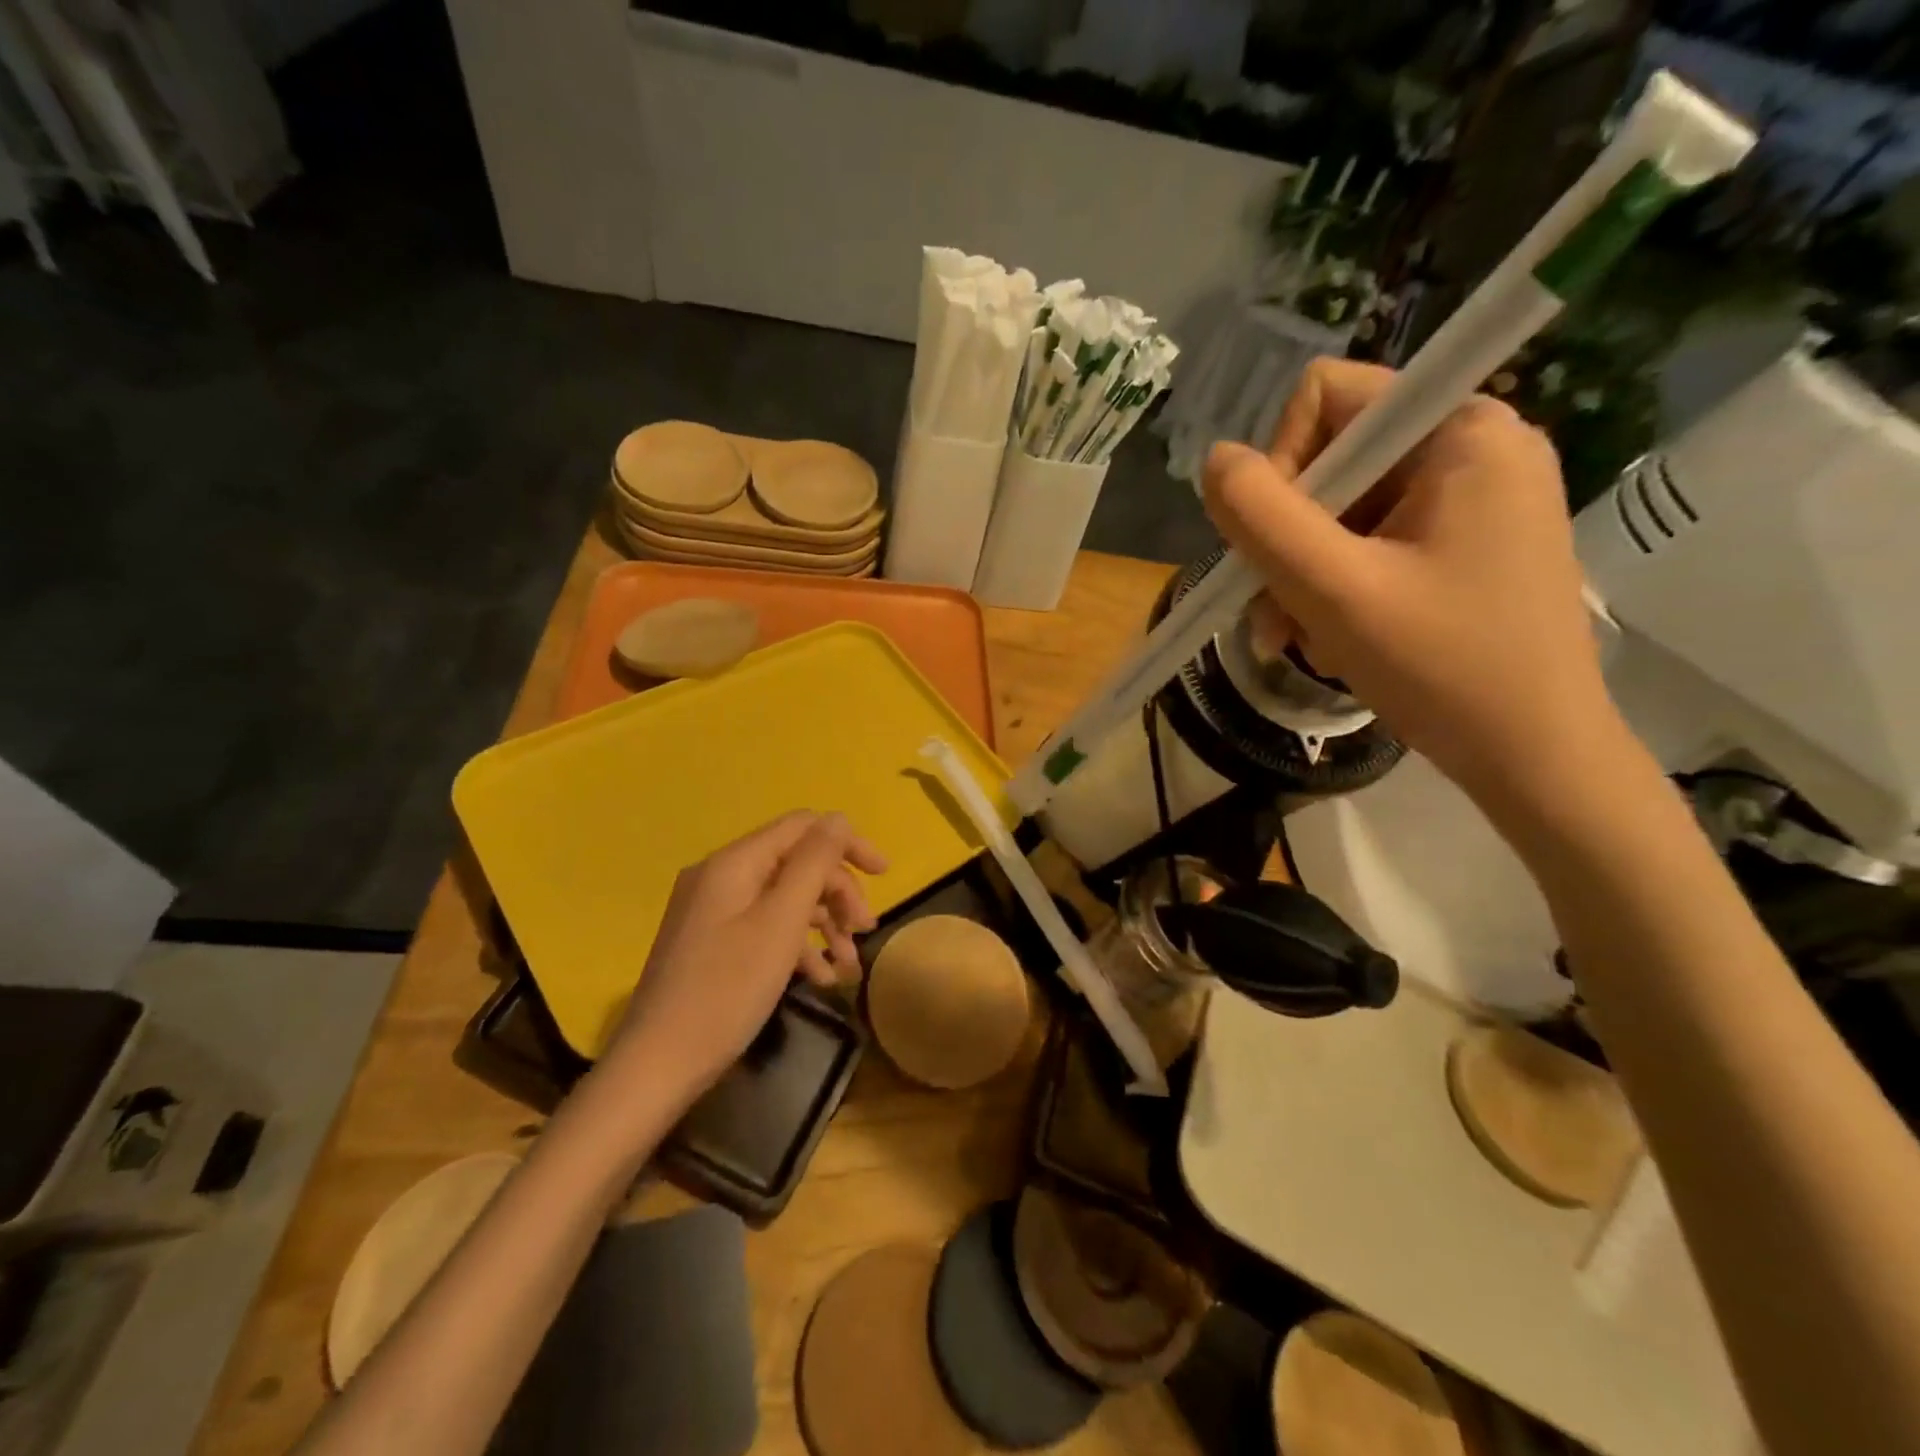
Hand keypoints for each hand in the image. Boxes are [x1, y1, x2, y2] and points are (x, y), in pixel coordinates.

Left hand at [598, 812, 886, 1103]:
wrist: (656, 1065)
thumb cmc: (727, 989)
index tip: (885, 875)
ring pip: (783, 899)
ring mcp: (712, 910)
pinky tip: (820, 977)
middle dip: (838, 892)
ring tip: (849, 965)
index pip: (804, 827)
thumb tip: (838, 819)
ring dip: (823, 923)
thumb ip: (814, 863)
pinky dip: (796, 945)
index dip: (848, 844)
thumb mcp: (781, 921)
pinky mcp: (711, 942)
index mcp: (735, 862)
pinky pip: (764, 926)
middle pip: (796, 864)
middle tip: (865, 931)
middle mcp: (721, 876)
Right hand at [1203, 358, 1622, 814]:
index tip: (1275, 548)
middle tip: (1275, 616)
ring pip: (1341, 511)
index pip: (1327, 399)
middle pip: (1330, 462)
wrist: (1533, 756)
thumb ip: (1262, 516)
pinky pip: (1369, 543)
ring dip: (1302, 577)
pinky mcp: (1465, 543)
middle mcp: (1472, 447)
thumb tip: (1215, 459)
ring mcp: (1471, 498)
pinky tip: (1333, 640)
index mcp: (1461, 432)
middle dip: (1288, 542)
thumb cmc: (1442, 667)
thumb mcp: (1333, 590)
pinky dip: (1335, 590)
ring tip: (1299, 640)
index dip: (1280, 467)